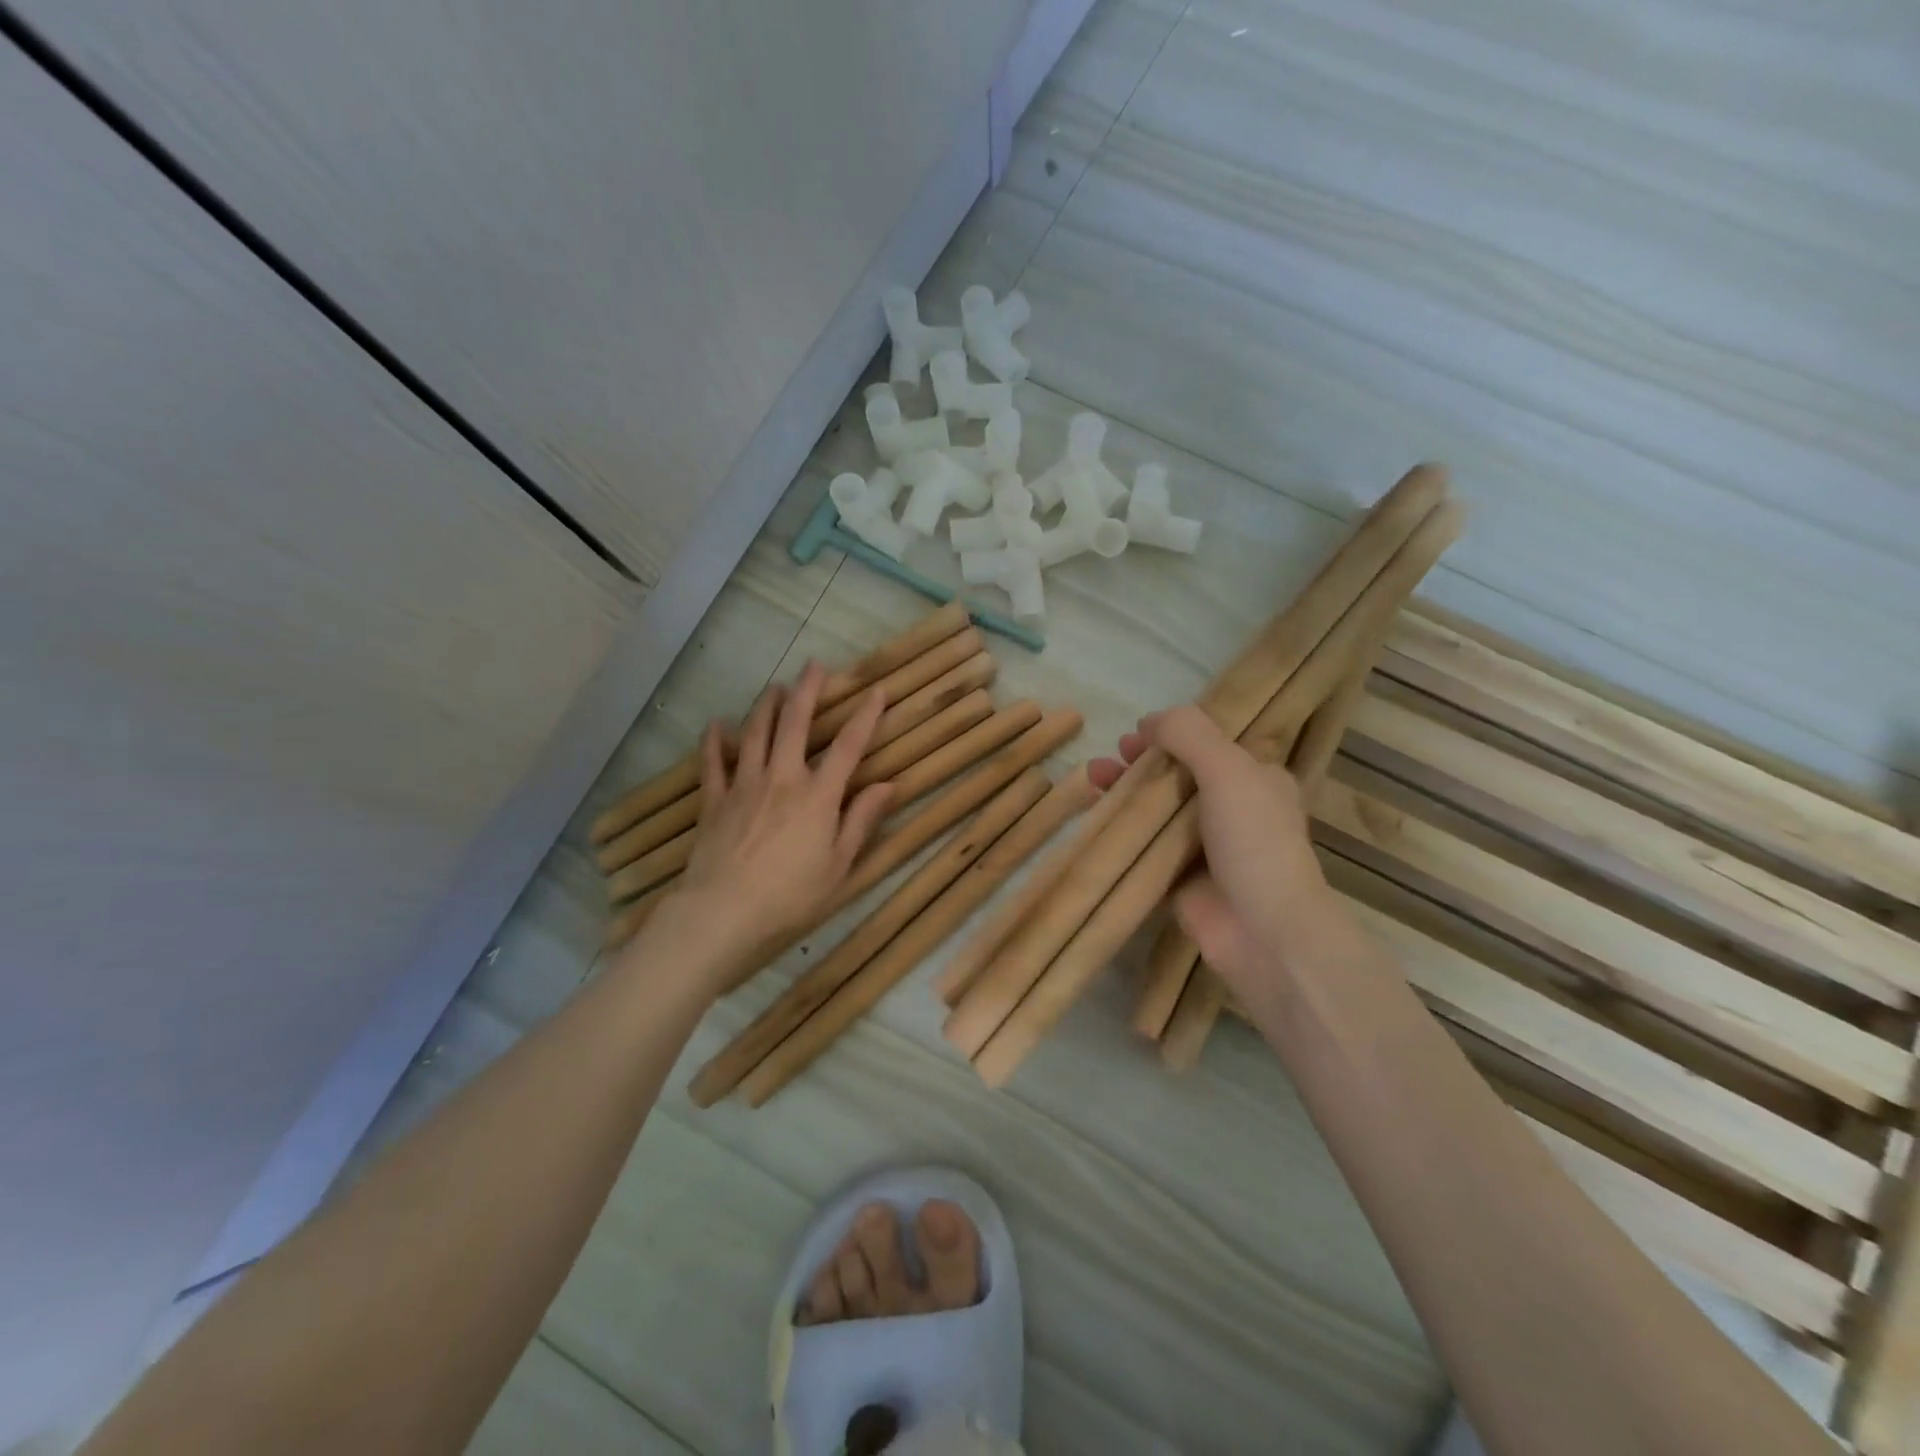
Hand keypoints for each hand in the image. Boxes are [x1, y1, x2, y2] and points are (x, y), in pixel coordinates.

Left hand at [671, 663, 892, 968]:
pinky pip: (713, 763)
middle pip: (795, 724)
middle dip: (807, 691)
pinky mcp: (715, 800)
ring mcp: (744, 785)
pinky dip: (714, 741)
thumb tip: (889, 785)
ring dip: (766, 706)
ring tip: (774, 686)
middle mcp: (782, 778)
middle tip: (814, 665)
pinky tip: (716, 725)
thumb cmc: (791, 895)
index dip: (866, 716)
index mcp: (818, 795)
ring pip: (755, 733)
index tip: (878, 691)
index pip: (848, 746)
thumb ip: (862, 820)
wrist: (724, 912)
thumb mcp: (840, 865)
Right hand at [1088, 705, 1333, 993]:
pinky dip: (1120, 830)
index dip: (1172, 735)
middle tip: (1111, 760)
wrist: (1262, 930)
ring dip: (1125, 792)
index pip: (1209, 746)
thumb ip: (1189, 735)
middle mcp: (1233, 809)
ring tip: (1091, 779)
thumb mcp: (1228, 770)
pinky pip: (1144, 845)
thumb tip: (1149, 721)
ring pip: (1157, 810)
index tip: (1137, 734)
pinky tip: (1093, 817)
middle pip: (1177, 776)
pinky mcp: (1179, 877)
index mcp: (1256, 780)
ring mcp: (1205, 847)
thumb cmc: (1253, 840)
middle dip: (1141, 763)